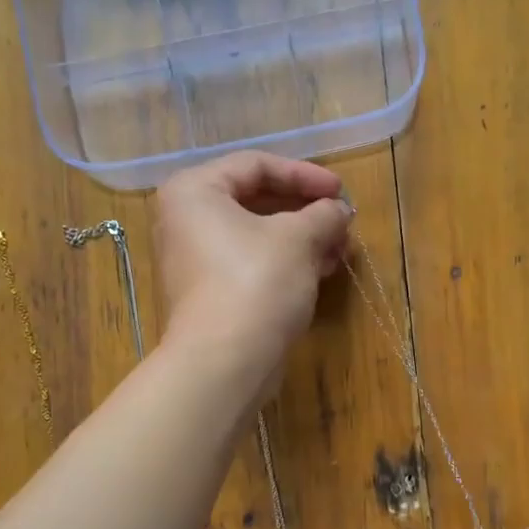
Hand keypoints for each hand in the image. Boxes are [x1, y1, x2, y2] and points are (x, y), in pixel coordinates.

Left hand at [154, 152, 351, 385]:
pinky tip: (321, 272)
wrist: (225, 362)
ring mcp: (196, 261)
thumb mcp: (298, 239)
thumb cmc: (256, 282)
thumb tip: (339, 210)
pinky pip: (251, 264)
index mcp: (194, 192)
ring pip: (257, 236)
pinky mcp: (210, 294)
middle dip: (305, 211)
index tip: (340, 191)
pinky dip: (285, 263)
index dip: (304, 174)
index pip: (256, 166)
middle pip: (255, 201)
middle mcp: (186, 221)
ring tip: (340, 249)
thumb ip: (323, 214)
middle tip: (342, 221)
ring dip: (302, 239)